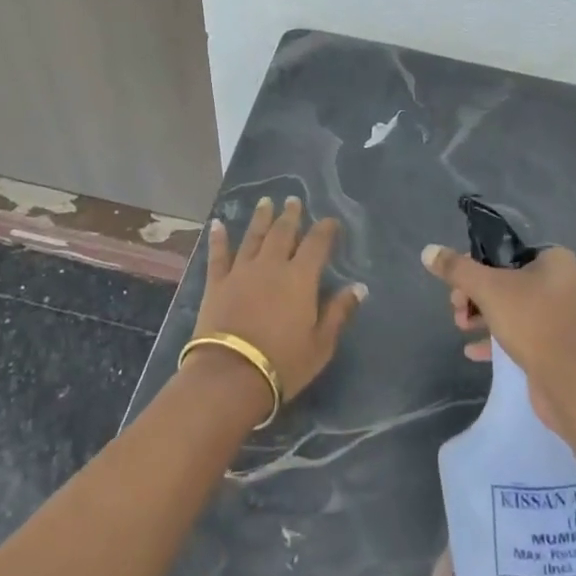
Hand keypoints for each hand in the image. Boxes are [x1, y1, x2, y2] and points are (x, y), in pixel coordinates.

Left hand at [191, 197, 365, 416]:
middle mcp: (272, 265)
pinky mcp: (217, 283)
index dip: (326, 229)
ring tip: (265, 202)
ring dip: (260, 218)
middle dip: (290, 215)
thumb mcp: (321, 344)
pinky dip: (219, 238)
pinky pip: (218, 255)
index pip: (317, 244)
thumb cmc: (283, 362)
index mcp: (301, 277)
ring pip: (253, 237)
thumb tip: (359, 287)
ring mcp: (241, 271)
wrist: (230, 375)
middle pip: (283, 233)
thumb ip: (339, 312)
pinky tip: (217, 224)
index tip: (331, 221)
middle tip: (293, 200)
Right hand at [421, 242, 575, 440]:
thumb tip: (428, 251)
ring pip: (510, 306)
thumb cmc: (531, 323)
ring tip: (460, 327)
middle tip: (456, 308)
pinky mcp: (554, 342)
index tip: (456, 281)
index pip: (506, 250)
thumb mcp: (488, 289)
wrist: (568, 384)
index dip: (477, 263)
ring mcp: (559, 314)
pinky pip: (520, 331)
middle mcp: (562, 282)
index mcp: (555, 260)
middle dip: (474, 294)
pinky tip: (472, 351)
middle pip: (505, 278)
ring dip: (481, 315)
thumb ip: (457, 269)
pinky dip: (496, 336)